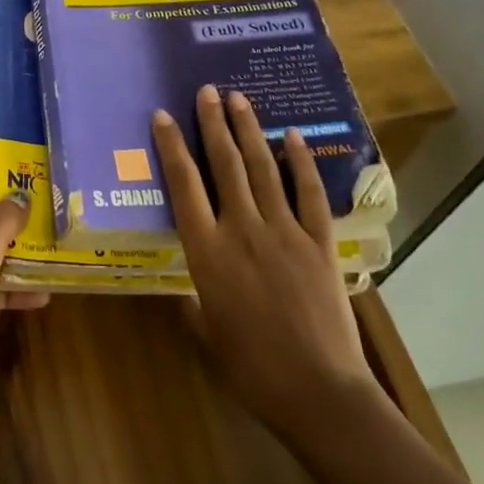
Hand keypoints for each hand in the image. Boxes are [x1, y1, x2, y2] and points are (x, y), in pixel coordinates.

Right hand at [154, 86, 377, 445]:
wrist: (319, 391)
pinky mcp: (318, 242)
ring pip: (262, 169)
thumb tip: (185, 289)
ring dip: (249, 130)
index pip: (184, 185)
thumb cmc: (252, 368)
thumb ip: (193, 303)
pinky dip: (300, 162)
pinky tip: (292, 136)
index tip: (164, 116)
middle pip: (224, 164)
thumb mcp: (207, 333)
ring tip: (238, 99)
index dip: (172, 147)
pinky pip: (308, 193)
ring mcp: (284, 232)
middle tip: (206, 91)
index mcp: (207, 251)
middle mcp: (241, 229)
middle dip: (213, 124)